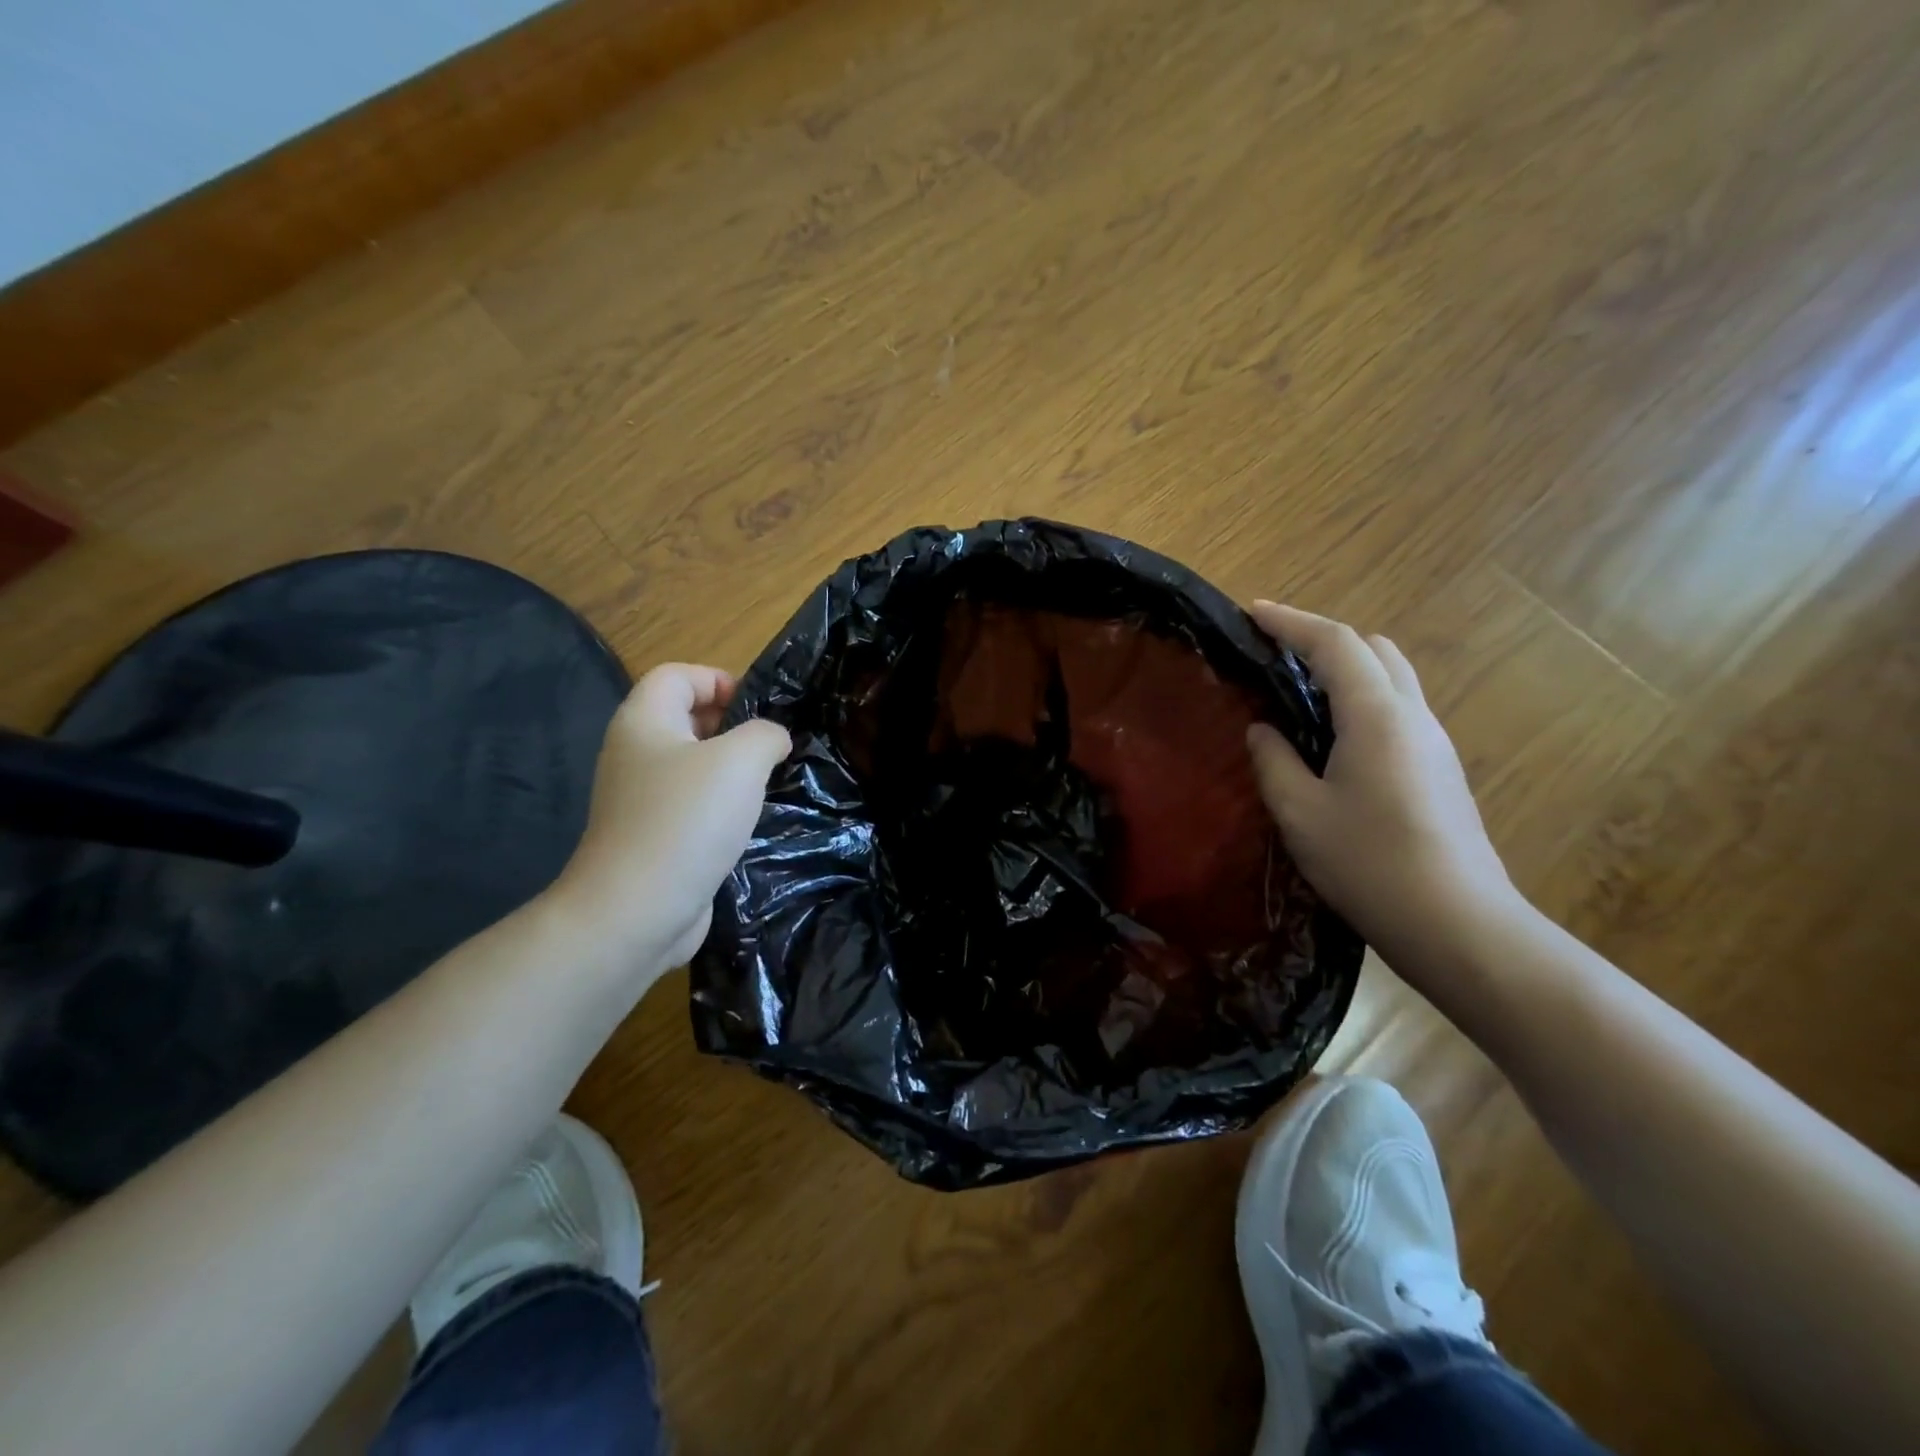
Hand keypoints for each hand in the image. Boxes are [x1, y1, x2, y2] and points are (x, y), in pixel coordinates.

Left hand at [553, 664, 789, 981]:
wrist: (636, 911)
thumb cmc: (686, 820)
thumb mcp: (741, 761)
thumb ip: (766, 735)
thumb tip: (773, 740)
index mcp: (644, 722)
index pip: (676, 675)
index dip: (718, 679)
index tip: (759, 710)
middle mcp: (635, 753)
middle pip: (684, 718)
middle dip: (732, 725)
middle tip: (770, 748)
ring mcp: (640, 799)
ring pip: (692, 765)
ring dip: (731, 770)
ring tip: (767, 784)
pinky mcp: (652, 836)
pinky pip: (691, 804)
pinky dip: (720, 806)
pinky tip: (747, 823)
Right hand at [1243, 602, 1522, 970]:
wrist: (1458, 924)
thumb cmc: (1369, 863)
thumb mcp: (1300, 813)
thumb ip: (1274, 761)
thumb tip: (1263, 730)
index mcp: (1376, 715)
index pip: (1335, 643)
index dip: (1291, 622)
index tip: (1253, 613)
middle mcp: (1413, 716)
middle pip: (1373, 649)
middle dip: (1323, 639)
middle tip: (1276, 655)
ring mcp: (1434, 742)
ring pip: (1392, 678)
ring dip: (1346, 669)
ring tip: (1299, 693)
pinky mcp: (1440, 770)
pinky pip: (1398, 710)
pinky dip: (1361, 700)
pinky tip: (1332, 738)